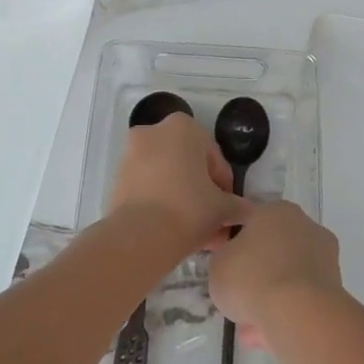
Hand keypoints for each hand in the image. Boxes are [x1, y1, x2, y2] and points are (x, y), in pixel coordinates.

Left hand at [107, 113, 244, 248]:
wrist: (139, 236)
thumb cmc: (188, 208)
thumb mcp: (223, 208)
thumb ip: (238, 206)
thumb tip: (247, 212)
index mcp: (183, 127)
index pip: (213, 157)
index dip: (224, 185)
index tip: (227, 208)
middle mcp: (154, 132)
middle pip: (188, 165)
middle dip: (202, 193)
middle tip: (213, 221)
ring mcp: (131, 154)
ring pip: (167, 178)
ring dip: (183, 200)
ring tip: (196, 233)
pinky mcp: (117, 178)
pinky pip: (148, 188)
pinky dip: (161, 204)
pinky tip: (175, 231)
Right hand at [209, 200, 342, 347]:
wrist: (297, 312)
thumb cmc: (250, 277)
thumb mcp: (218, 264)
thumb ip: (225, 258)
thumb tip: (235, 263)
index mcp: (276, 210)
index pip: (253, 226)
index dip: (237, 251)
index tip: (229, 273)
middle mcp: (305, 225)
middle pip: (274, 252)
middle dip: (258, 278)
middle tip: (240, 303)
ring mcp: (325, 256)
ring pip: (289, 278)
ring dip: (272, 300)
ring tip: (251, 330)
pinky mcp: (336, 286)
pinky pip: (303, 299)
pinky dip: (289, 314)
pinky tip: (270, 336)